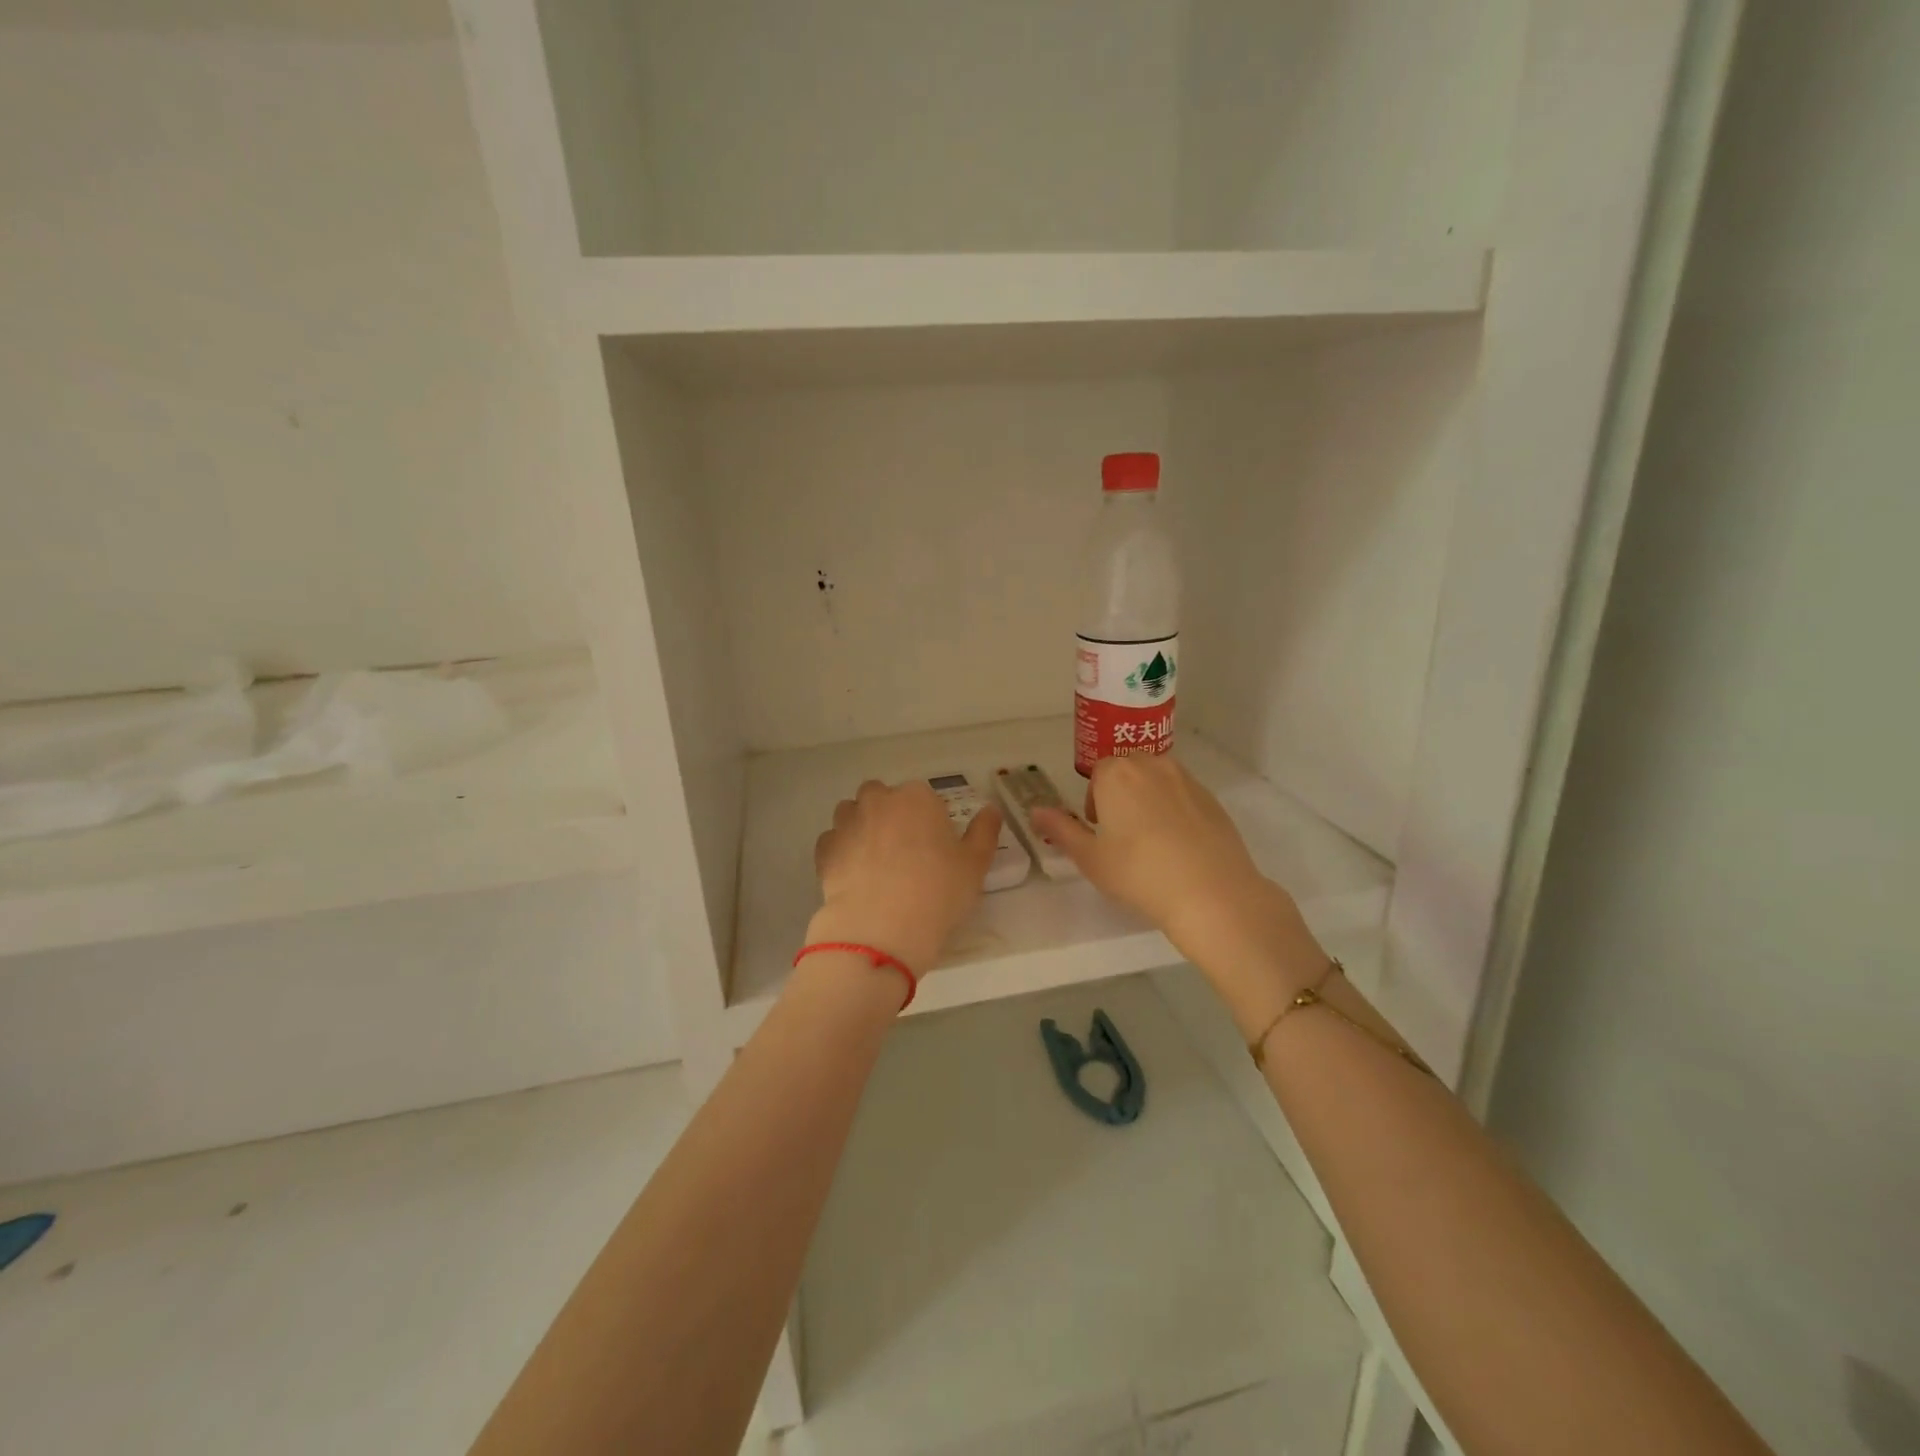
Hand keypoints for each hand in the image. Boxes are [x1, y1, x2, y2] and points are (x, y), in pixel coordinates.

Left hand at [809, 780, 1003, 971]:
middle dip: (890, 814)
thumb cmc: (937, 892)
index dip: (929, 820)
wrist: (881, 928)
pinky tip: (854, 875)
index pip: (924, 797)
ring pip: (852, 813)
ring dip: (861, 826)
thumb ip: (985, 832)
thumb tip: (991, 810)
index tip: (934, 847)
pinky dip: (840, 851)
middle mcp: (878, 801)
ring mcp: (847, 823)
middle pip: (882, 796)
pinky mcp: (824, 849)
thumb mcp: (975, 865)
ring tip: (875, 861)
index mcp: (917, 797)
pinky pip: (833, 841)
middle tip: (904, 851)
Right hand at [1030, 755, 1323, 1000]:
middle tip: (1122, 837)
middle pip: (1128, 771)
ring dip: (1148, 800)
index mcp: (1117, 774)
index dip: (1095, 803)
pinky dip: (1176, 811)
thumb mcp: (1089, 858)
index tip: (1100, 833)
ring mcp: (1187, 780)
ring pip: (1157, 781)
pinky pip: (1183, 796)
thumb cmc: (1139, 874)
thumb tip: (1035, 811)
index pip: (1098, 775)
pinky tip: (1179, 847)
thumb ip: (1060, 829)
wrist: (1211, 893)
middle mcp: (1152, 765)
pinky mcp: (1212, 798)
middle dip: (1120, 796)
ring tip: (1151, 841)